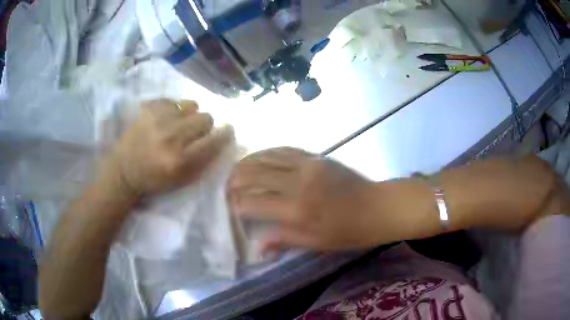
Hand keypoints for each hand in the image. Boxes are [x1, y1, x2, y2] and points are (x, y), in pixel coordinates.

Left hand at [108, 99, 233, 196]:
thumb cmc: (155, 179)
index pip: (214, 140)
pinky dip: (173, 109)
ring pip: (191, 105)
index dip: (224, 134)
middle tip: (193, 133)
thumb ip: (204, 161)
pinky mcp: (148, 108)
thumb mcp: (183, 180)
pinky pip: (173, 100)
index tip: (226, 131)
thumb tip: (223, 138)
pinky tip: (164, 120)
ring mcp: (158, 119)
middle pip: (206, 117)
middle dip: (204, 126)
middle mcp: (171, 136)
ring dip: (188, 116)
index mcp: (180, 160)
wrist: (124, 170)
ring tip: (176, 125)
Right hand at [228, 147, 381, 251]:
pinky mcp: (316, 156)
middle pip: (254, 174)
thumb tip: (258, 246)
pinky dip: (266, 152)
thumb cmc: (349, 231)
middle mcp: (297, 182)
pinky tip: (258, 157)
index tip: (231, 208)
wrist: (378, 207)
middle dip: (235, 180)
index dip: (238, 205)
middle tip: (227, 187)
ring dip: (247, 163)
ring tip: (235, 170)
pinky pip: (284, 149)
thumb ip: (284, 240)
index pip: (254, 203)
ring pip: (266, 157)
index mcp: (297, 210)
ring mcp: (307, 164)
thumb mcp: (316, 243)